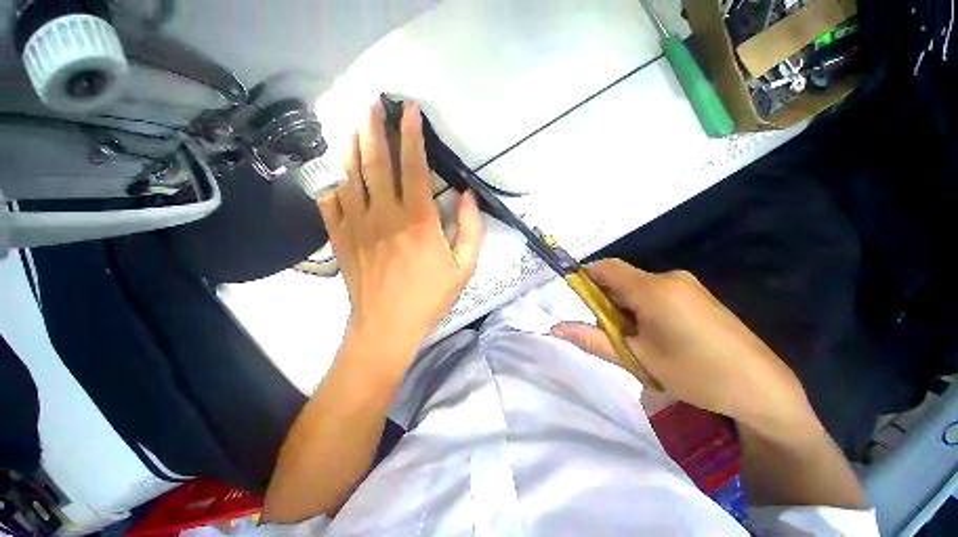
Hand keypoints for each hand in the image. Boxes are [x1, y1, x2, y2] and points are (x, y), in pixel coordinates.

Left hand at [318, 101, 482, 373]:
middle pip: (375, 162)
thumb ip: (471, 229)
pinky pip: (330, 202)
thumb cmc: (430, 297)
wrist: (388, 326)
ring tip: (351, 123)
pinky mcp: (341, 238)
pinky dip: (330, 180)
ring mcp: (357, 225)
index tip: (408, 110)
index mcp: (418, 220)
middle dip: (374, 127)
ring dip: (349, 145)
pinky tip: (332, 168)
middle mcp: (384, 214)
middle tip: (372, 102)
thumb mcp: (465, 267)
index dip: (411, 135)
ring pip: (349, 175)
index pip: (413, 166)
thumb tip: (467, 196)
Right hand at [552, 259, 815, 436]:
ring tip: (635, 339)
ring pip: (638, 287)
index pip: (606, 268)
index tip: (578, 301)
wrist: (762, 389)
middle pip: (621, 278)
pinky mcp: (698, 295)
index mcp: (653, 289)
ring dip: (625, 306)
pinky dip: (643, 307)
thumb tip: (555, 328)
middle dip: (606, 300)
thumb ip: (592, 339)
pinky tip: (657, 336)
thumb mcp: (637, 359)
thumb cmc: (696, 374)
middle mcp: (669, 278)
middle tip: (609, 332)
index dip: (585, 278)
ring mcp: (687, 285)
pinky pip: (657, 292)